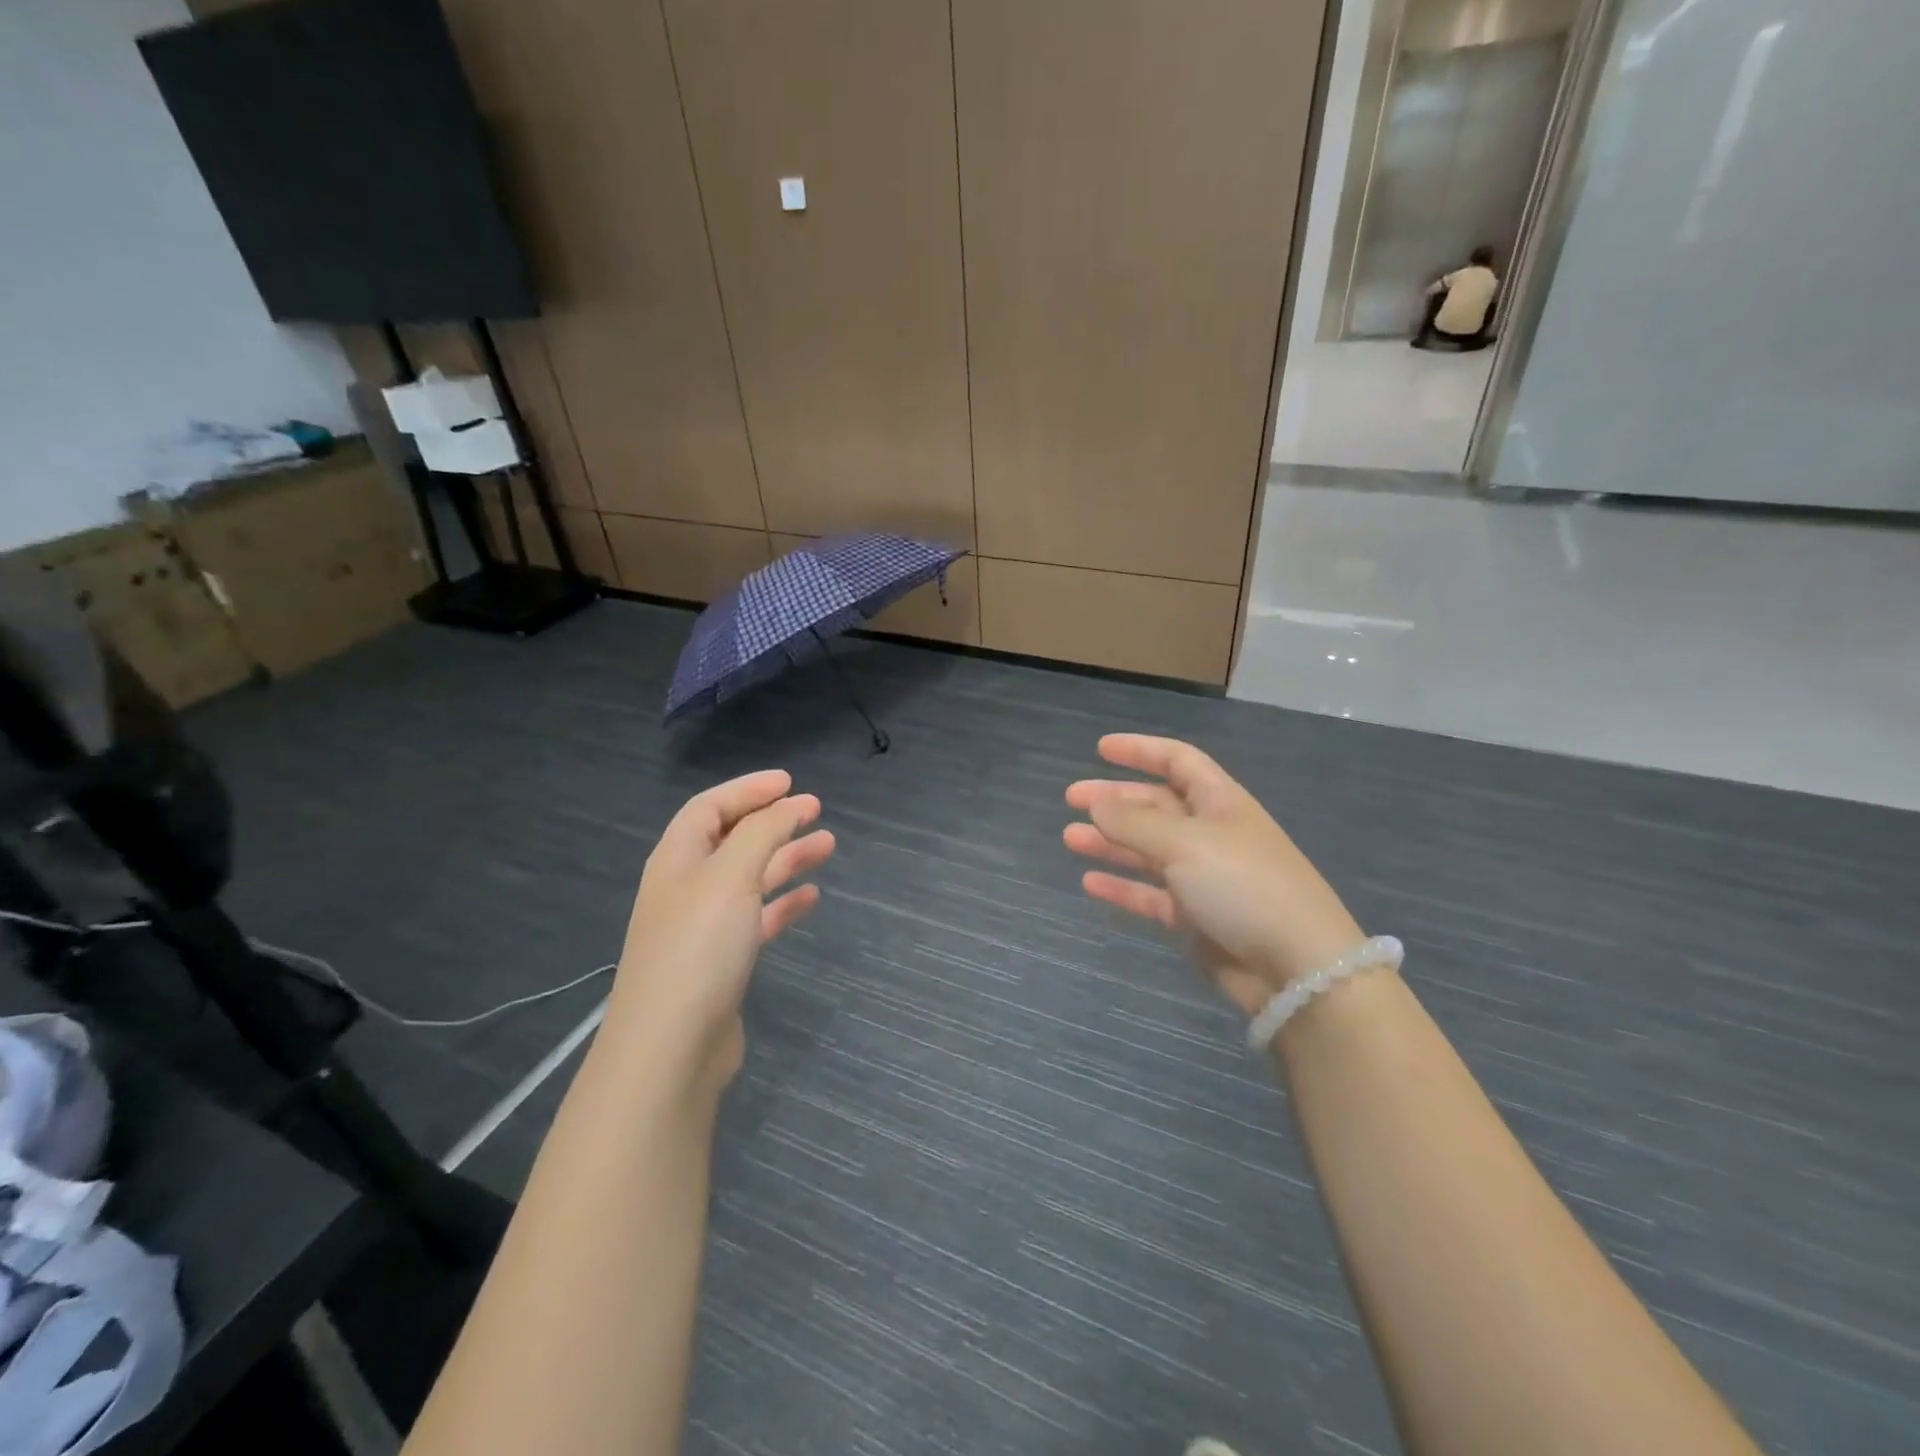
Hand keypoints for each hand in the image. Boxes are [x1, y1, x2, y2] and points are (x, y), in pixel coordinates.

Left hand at [612, 770, 834, 1087]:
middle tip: (815, 811)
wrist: (671, 1048)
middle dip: (773, 822)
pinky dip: (783, 903)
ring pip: (750, 879)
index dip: (748, 790)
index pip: (710, 807)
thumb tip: (788, 804)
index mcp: (677, 859)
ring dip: (786, 859)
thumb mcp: (731, 876)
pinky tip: (811, 898)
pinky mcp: (721, 962)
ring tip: (828, 846)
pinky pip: (757, 919)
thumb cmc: (698, 948)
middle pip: (732, 840)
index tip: (790, 782)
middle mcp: (686, 887)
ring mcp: (703, 927)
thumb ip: (762, 833)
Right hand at [1064, 735, 1363, 1014]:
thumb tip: (1097, 802)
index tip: (1100, 748)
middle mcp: (1212, 834)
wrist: (1296, 967)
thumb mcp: (1184, 843)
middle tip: (1072, 799)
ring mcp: (1205, 877)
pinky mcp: (1197, 918)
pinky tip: (1090, 882)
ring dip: (1111, 842)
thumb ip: (1134, 822)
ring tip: (1070, 838)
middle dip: (1115, 800)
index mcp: (1220, 803)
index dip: (1141, 751)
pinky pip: (1151, 894)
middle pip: (1156, 806)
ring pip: (1148, 850)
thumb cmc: (1242, 885)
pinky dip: (1122, 887)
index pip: (1178, 761)